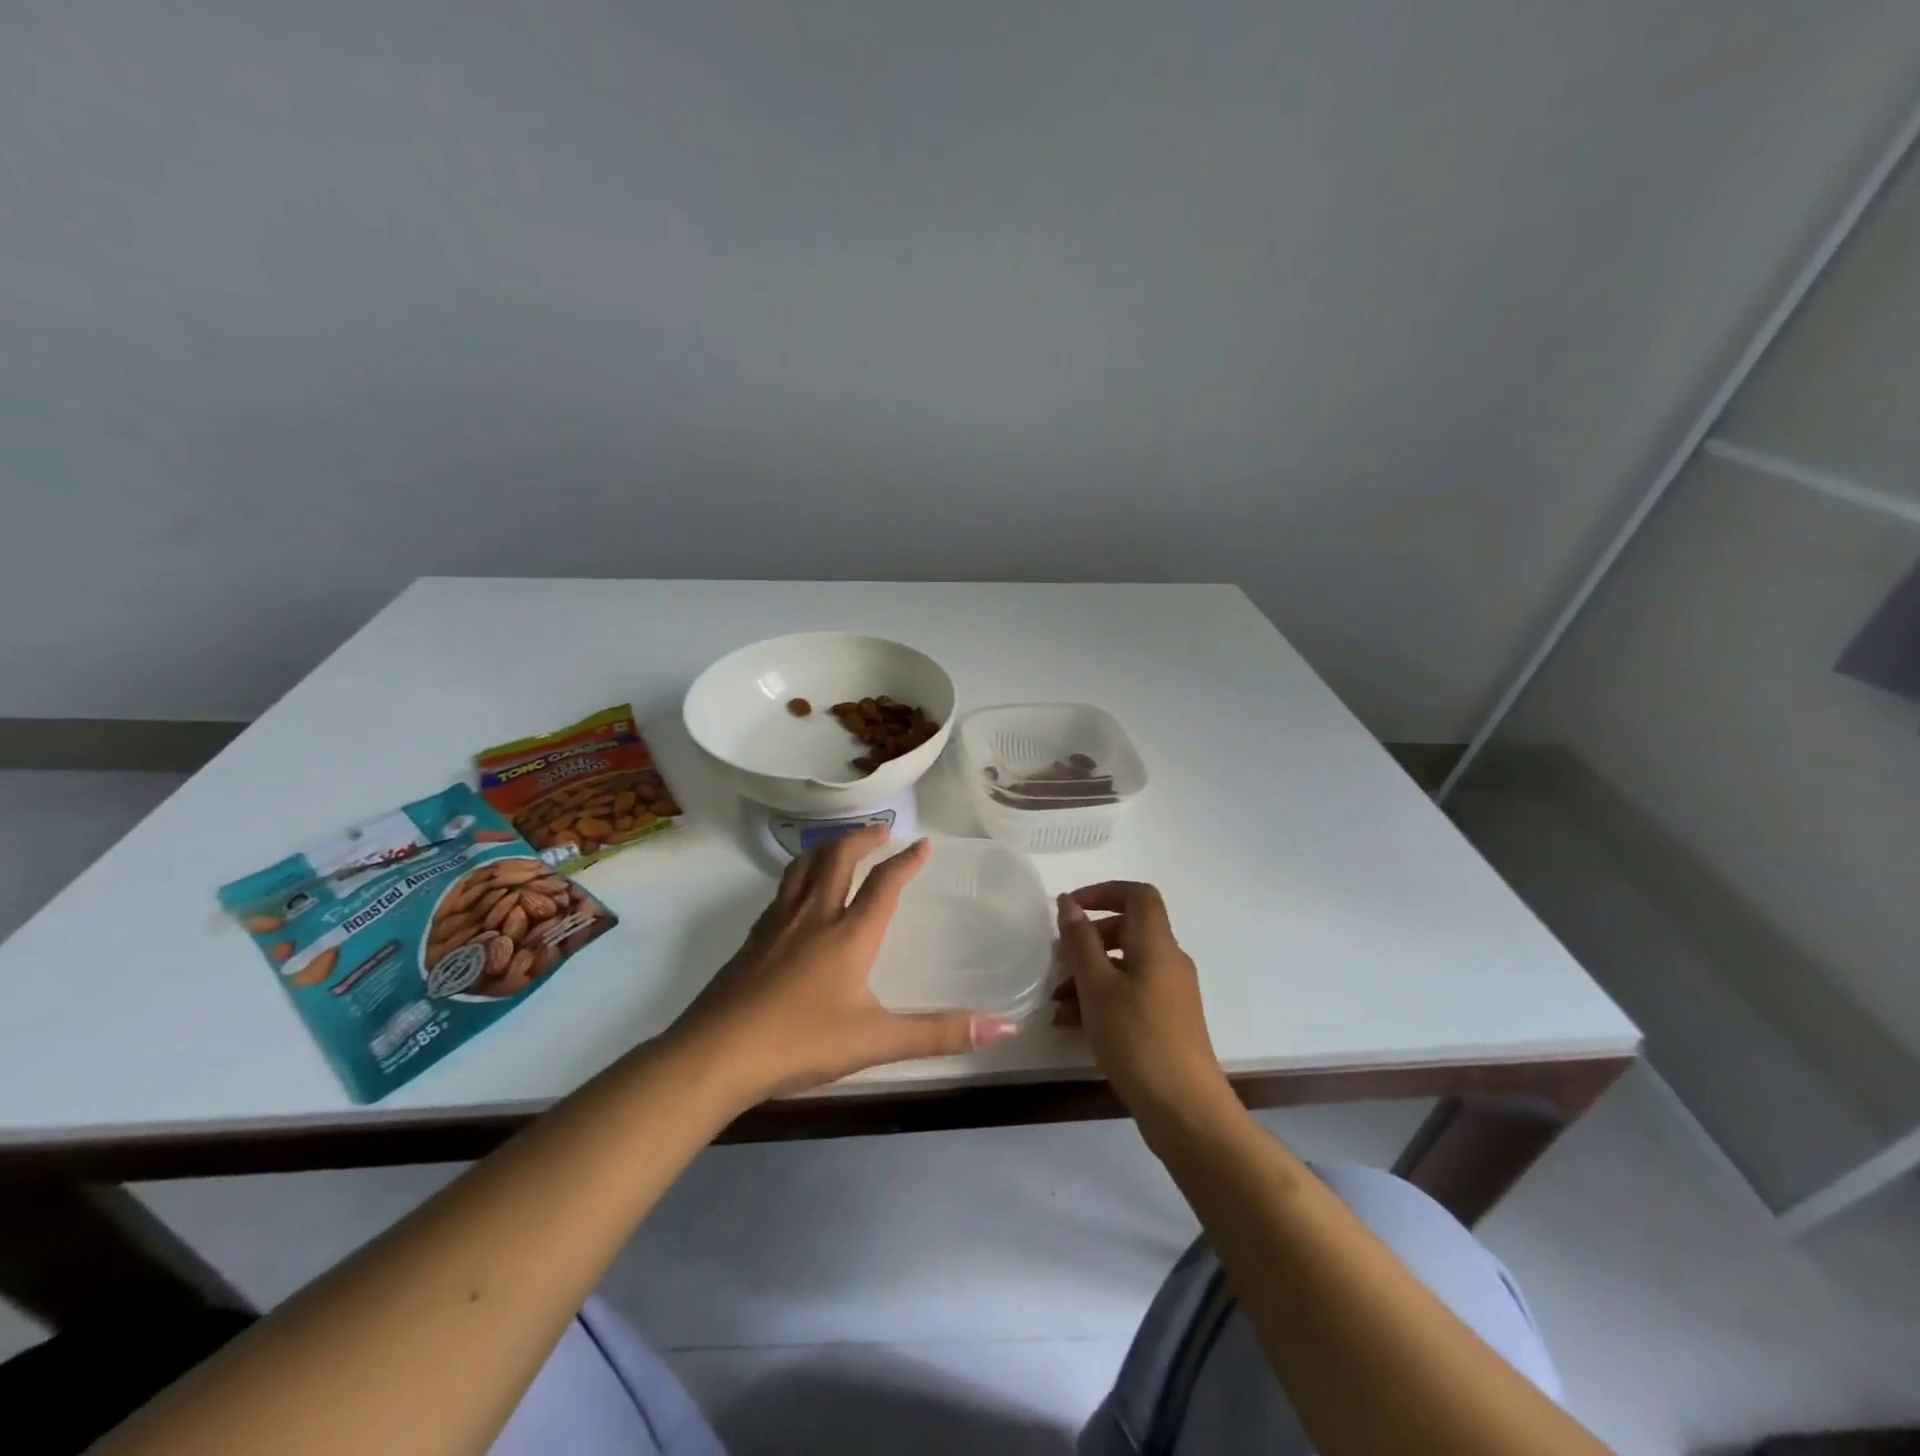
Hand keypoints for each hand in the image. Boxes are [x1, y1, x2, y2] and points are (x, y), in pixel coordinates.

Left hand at [670, 824, 1020, 1104]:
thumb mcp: (876, 1041)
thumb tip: (1006, 1025)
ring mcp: (777, 923)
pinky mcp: (752, 939)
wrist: (716, 1054)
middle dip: (862, 837)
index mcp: (849, 933)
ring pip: (803, 867)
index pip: (884, 883)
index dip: (906, 860)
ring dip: (826, 848)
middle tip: (880, 829)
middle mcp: (814, 915)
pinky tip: (798, 895)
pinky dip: (799, 876)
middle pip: (838, 857)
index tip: (922, 843)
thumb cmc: (801, 1041)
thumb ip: (939, 1033)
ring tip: (838, 845)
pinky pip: (781, 891)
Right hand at [1052, 882, 1238, 1142]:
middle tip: (1056, 961)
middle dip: (1087, 941)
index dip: (1103, 891)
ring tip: (1056, 1003)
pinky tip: (1071, 1025)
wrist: (1186, 1111)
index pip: (1138, 895)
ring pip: (1124, 966)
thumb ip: (1080, 942)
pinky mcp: (1167, 1021)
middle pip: (1127, 930)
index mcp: (1157, 945)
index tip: (1070, 908)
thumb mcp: (1098, 987)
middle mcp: (1168, 962)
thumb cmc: (1138, 1040)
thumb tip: (1069, 903)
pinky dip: (1101, 999)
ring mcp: (1170, 993)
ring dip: (1088, 975)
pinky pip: (1129, 993)